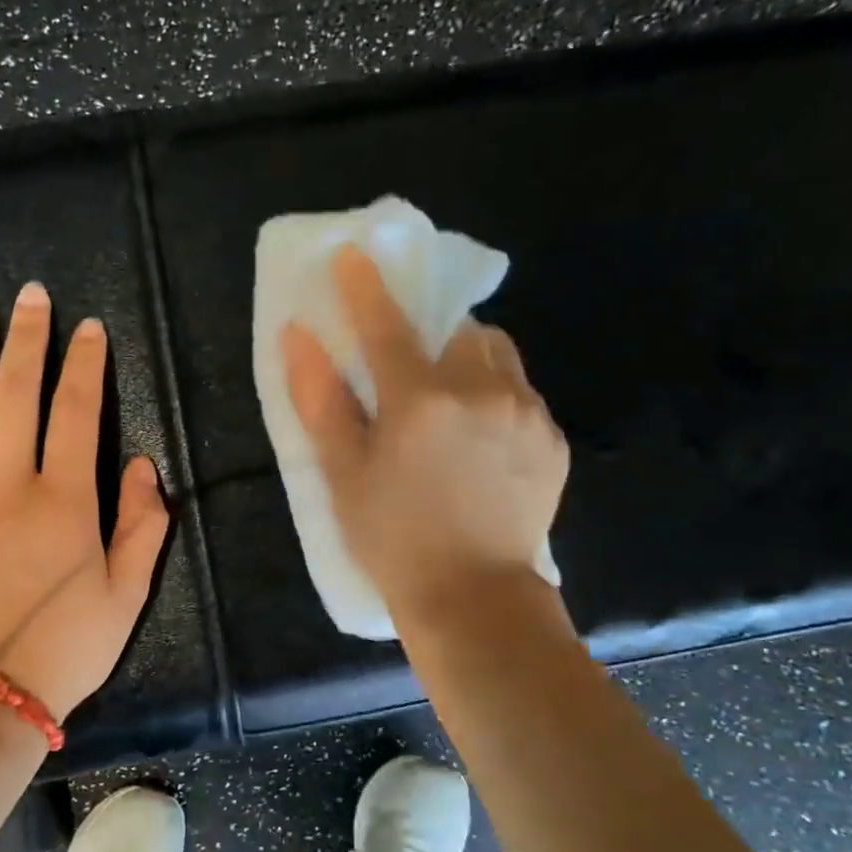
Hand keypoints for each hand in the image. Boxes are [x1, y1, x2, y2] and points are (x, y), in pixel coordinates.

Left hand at [0, 282, 170, 719]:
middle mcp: (9, 486)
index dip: (86, 364)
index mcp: (65, 502)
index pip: (78, 412)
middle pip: (16, 395)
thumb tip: (142, 465)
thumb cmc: (67, 648)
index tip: (90, 329)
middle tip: (31, 296)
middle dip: (27, 339)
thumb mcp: (128, 594)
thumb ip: (143, 526)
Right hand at [282, 244, 568, 624]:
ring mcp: (525, 413)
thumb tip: (299, 337)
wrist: (474, 599)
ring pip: (497, 354)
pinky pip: (521, 392)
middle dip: (431, 334)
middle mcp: (479, 392)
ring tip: (450, 400)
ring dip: (468, 359)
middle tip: (410, 366)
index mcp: (419, 401)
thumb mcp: (343, 474)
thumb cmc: (393, 540)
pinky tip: (480, 439)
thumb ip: (321, 400)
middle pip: (457, 329)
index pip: (387, 324)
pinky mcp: (552, 438)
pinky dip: (495, 395)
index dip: (365, 286)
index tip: (354, 253)